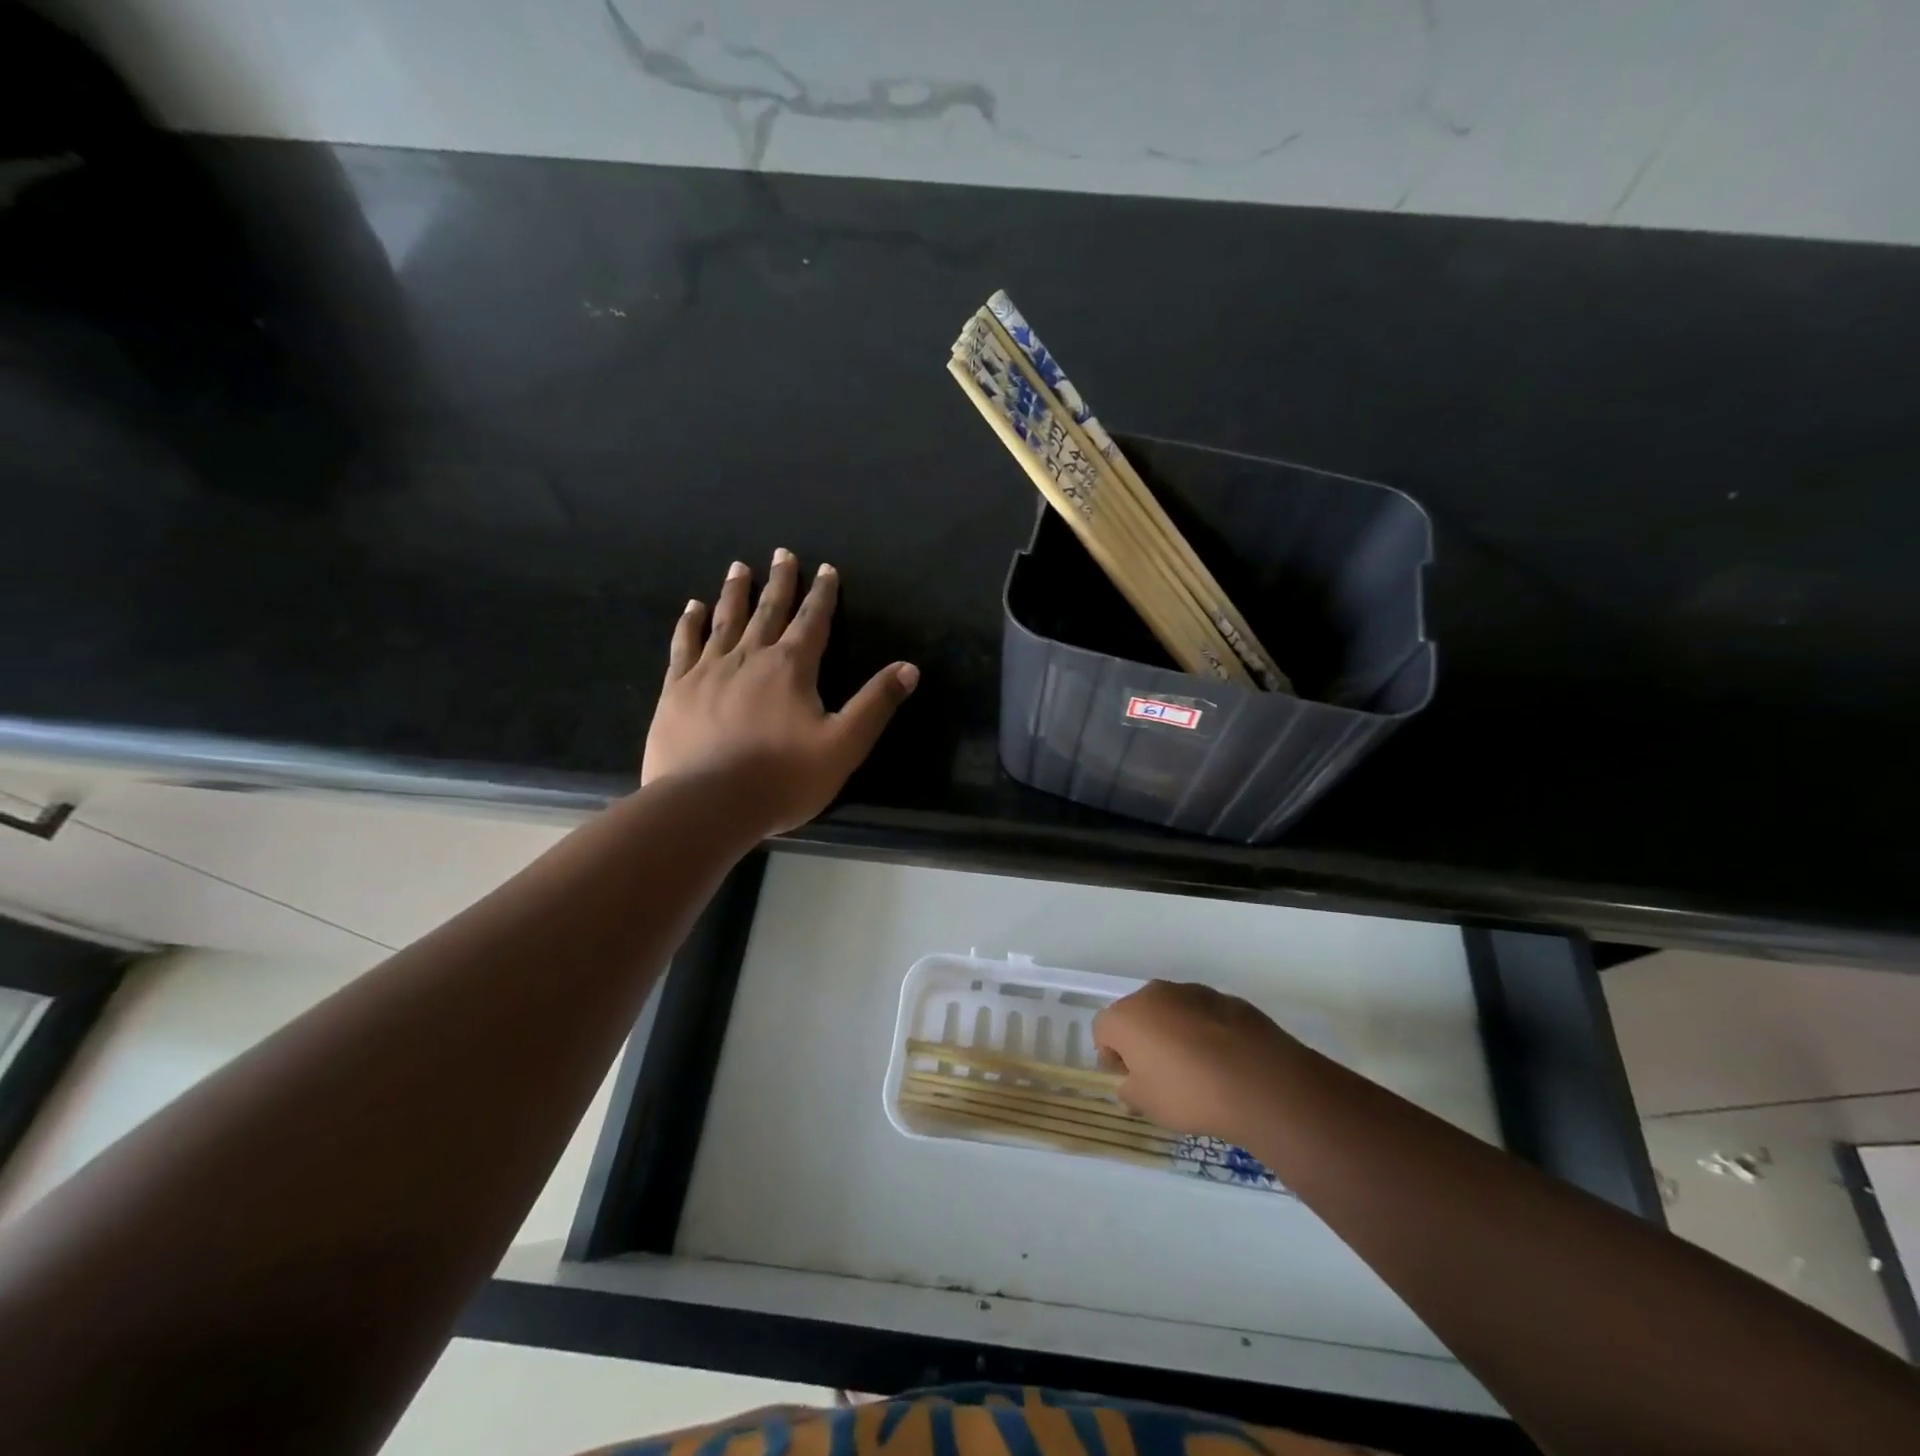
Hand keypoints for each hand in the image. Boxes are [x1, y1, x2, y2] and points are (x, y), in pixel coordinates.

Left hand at [642, 550, 918, 836]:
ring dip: (735, 593)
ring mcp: (708, 671)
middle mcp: (750, 658)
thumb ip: (875, 704)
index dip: (823, 595)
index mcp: (791, 668)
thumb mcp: (844, 745)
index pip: (813, 622)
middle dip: (780, 582)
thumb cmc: (783, 778)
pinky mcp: (677, 689)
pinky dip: (690, 623)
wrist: (707, 804)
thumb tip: (909, 668)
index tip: (825, 569)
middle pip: (769, 611)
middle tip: (782, 553)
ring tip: (739, 567)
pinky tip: (692, 608)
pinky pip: (684, 645)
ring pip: (725, 620)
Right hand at [1092, 981, 1297, 1144]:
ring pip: (1171, 1012)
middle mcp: (1154, 994)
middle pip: (1137, 1015)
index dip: (1112, 1057)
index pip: (1102, 1030)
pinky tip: (1223, 1062)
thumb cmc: (1189, 1094)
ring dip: (1174, 1033)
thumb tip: (1132, 1085)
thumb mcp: (1148, 1106)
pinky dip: (1205, 1032)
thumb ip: (1131, 1092)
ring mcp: (1192, 991)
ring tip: (1196, 1069)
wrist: (1258, 1081)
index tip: (1130, 1081)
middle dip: (1143, 1040)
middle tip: (1160, 1075)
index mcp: (1126, 1016)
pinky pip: (1204, 1015)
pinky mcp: (1226, 998)